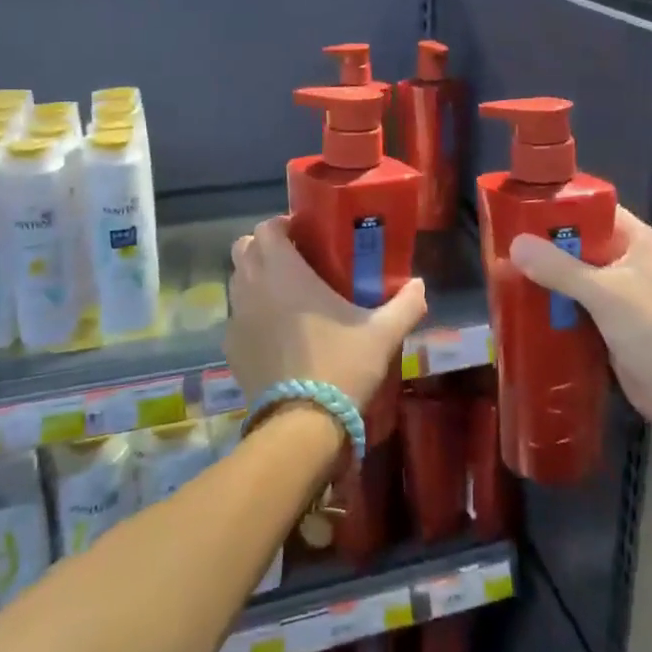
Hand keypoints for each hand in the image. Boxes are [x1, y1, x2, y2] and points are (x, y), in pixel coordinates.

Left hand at [226, 216, 427, 411]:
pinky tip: (278, 335)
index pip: (267, 228)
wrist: (302, 425)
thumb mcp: (383, 333)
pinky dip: (252, 316)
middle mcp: (252, 288)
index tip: (305, 234)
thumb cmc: (341, 365)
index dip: (283, 225)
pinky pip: (237, 319)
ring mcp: (236, 320)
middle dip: (265, 248)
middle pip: (244, 249)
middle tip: (296, 261)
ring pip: (237, 282)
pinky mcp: (231, 351)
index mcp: (283, 272)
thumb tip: (420, 285)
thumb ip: (406, 303)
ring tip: (288, 297)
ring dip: (256, 279)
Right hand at [508, 206, 651, 424]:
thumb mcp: (605, 294)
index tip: (522, 209)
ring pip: (576, 276)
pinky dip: (555, 304)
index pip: (597, 211)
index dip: (562, 207)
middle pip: (582, 243)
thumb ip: (560, 268)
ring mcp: (622, 294)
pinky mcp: (611, 323)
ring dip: (548, 277)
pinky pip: (577, 304)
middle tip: (505, 243)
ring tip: (504, 271)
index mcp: (639, 242)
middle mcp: (631, 262)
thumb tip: (515, 243)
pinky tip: (524, 304)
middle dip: (547, 246)